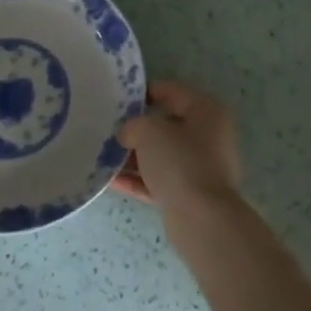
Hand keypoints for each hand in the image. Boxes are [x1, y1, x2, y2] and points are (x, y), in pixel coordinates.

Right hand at [110, 79, 241, 217]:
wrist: (201, 220)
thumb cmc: (180, 162)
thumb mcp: (149, 131)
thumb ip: (133, 125)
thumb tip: (127, 133)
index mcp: (206, 111)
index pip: (170, 91)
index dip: (142, 92)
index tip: (117, 99)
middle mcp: (208, 136)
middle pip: (165, 125)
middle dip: (136, 128)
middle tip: (107, 129)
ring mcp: (200, 167)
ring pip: (161, 155)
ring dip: (133, 156)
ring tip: (103, 156)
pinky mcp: (190, 195)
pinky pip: (159, 180)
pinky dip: (138, 179)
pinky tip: (110, 181)